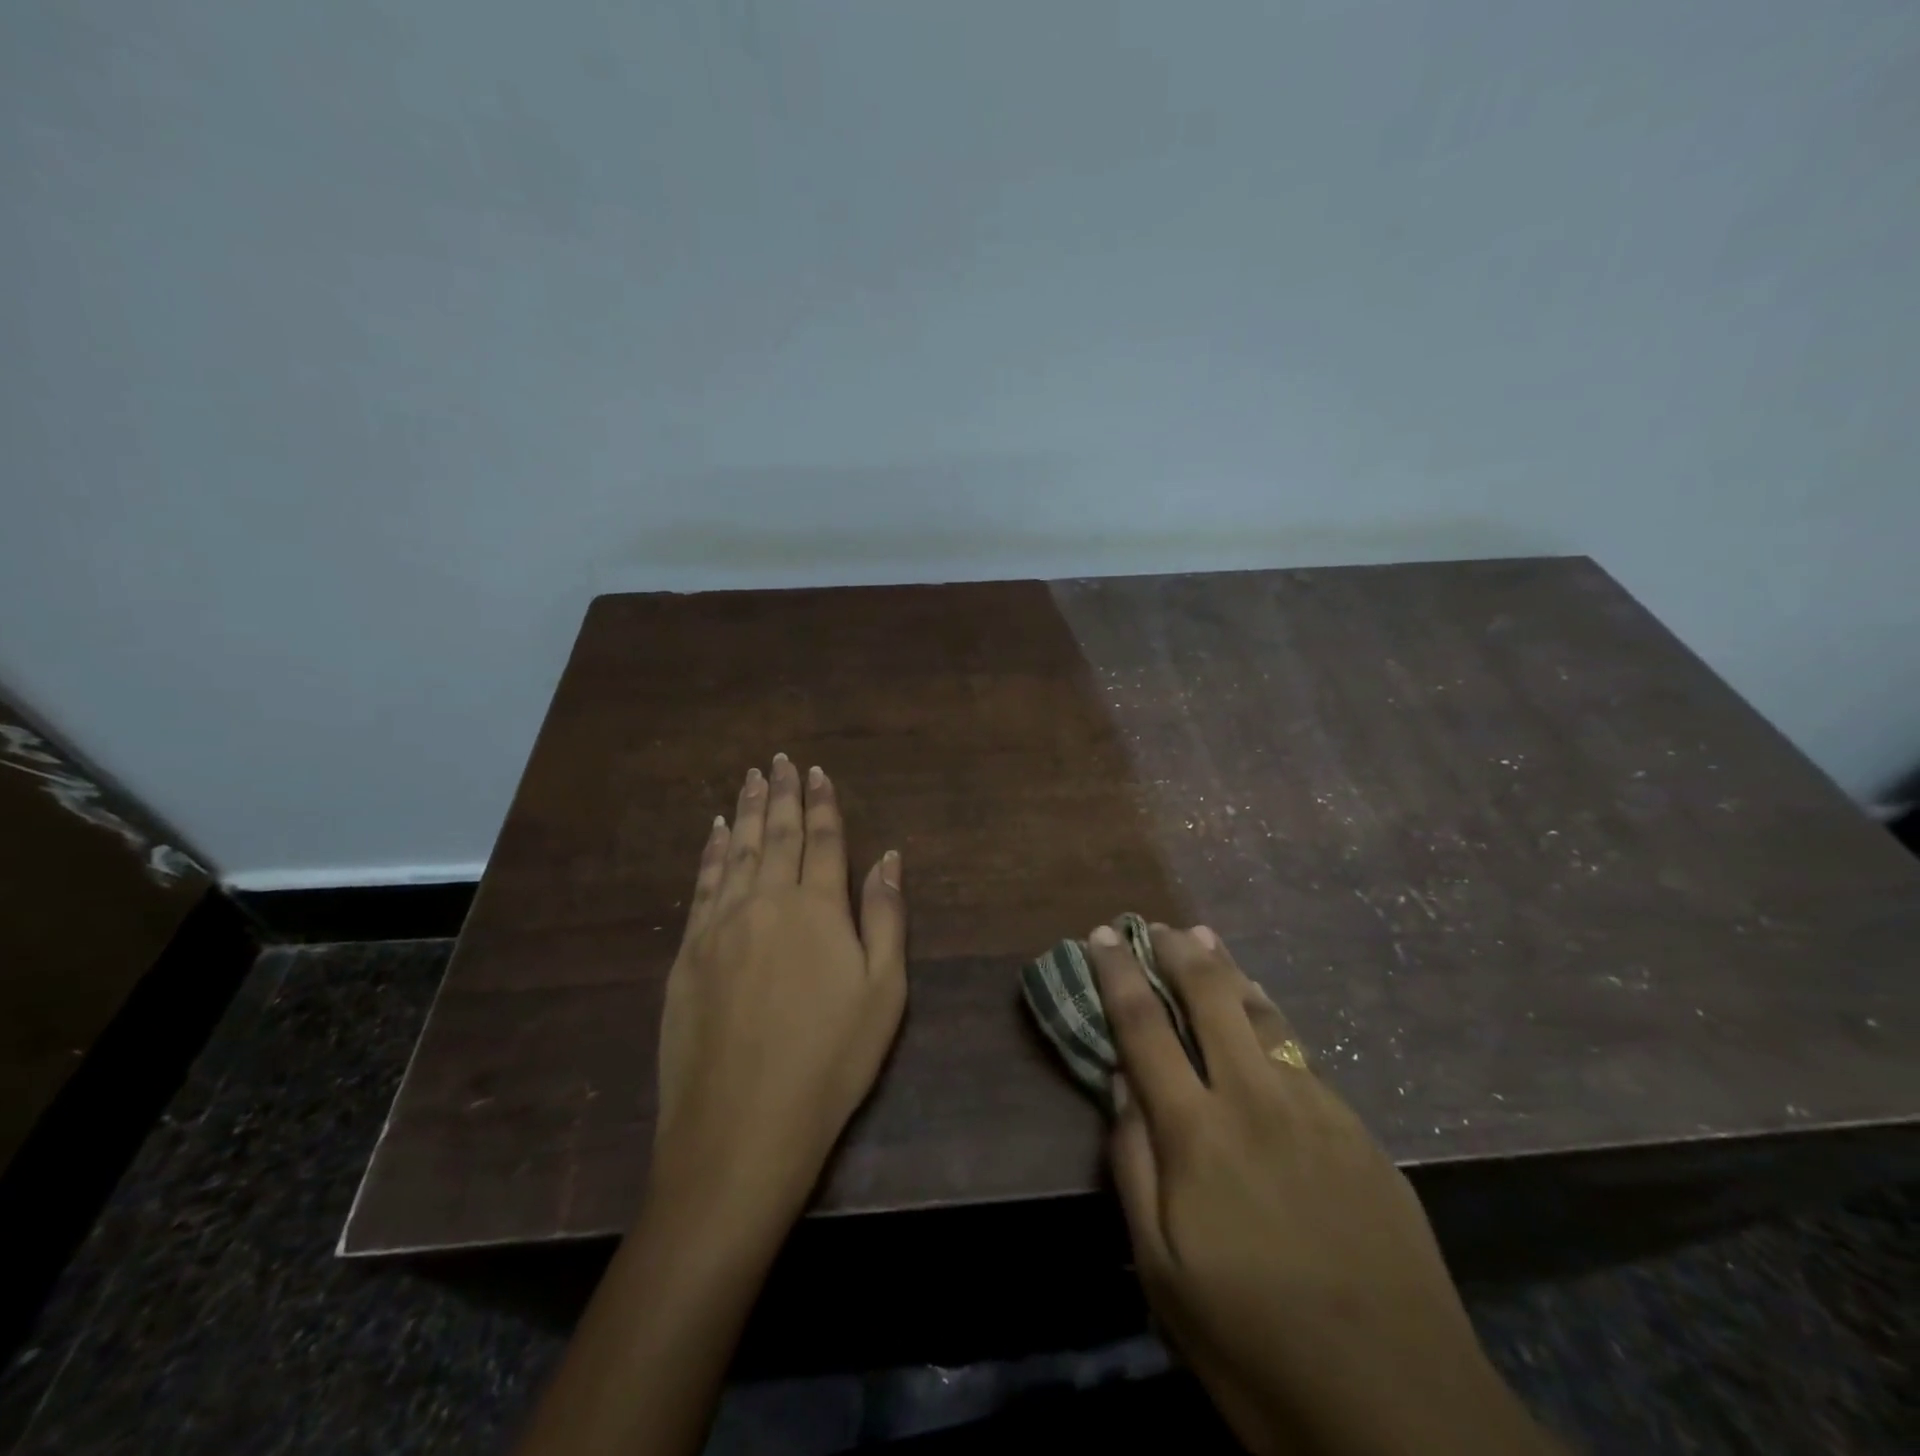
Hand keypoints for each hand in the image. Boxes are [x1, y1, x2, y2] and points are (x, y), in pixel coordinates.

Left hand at [651, 755, 907, 1236]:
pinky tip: (714, 832)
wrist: (741, 1126)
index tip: (818, 772)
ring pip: (735, 850)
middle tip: (780, 760)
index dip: (822, 804)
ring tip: (750, 778)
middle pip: (775, 835)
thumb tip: (888, 857)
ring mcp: (720, 925)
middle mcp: (766, 902)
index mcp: (817, 909)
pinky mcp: (688, 952)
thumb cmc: (830, 1061)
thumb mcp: (883, 992)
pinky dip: (710, 851)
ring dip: (745, 811)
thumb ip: (885, 917)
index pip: (823, 840)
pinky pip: (701, 885)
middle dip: (781, 794)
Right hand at [1087, 922, 1557, 1455]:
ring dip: (1229, 970)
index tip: (1101, 935)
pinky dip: (1270, 1018)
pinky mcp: (1359, 1130)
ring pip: (1264, 1013)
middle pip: (1211, 996)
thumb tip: (1119, 1082)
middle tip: (1156, 925)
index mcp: (1198, 1133)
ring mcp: (1316, 1108)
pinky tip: (1264, 1016)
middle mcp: (1255, 1098)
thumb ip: (1132, 1165)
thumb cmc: (1256, 1346)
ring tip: (1206, 940)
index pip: (1144, 1027)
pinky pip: (1301, 1053)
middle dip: (1178, 952)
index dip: (1118, 974)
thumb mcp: (1163, 1272)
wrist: (1405, 1411)